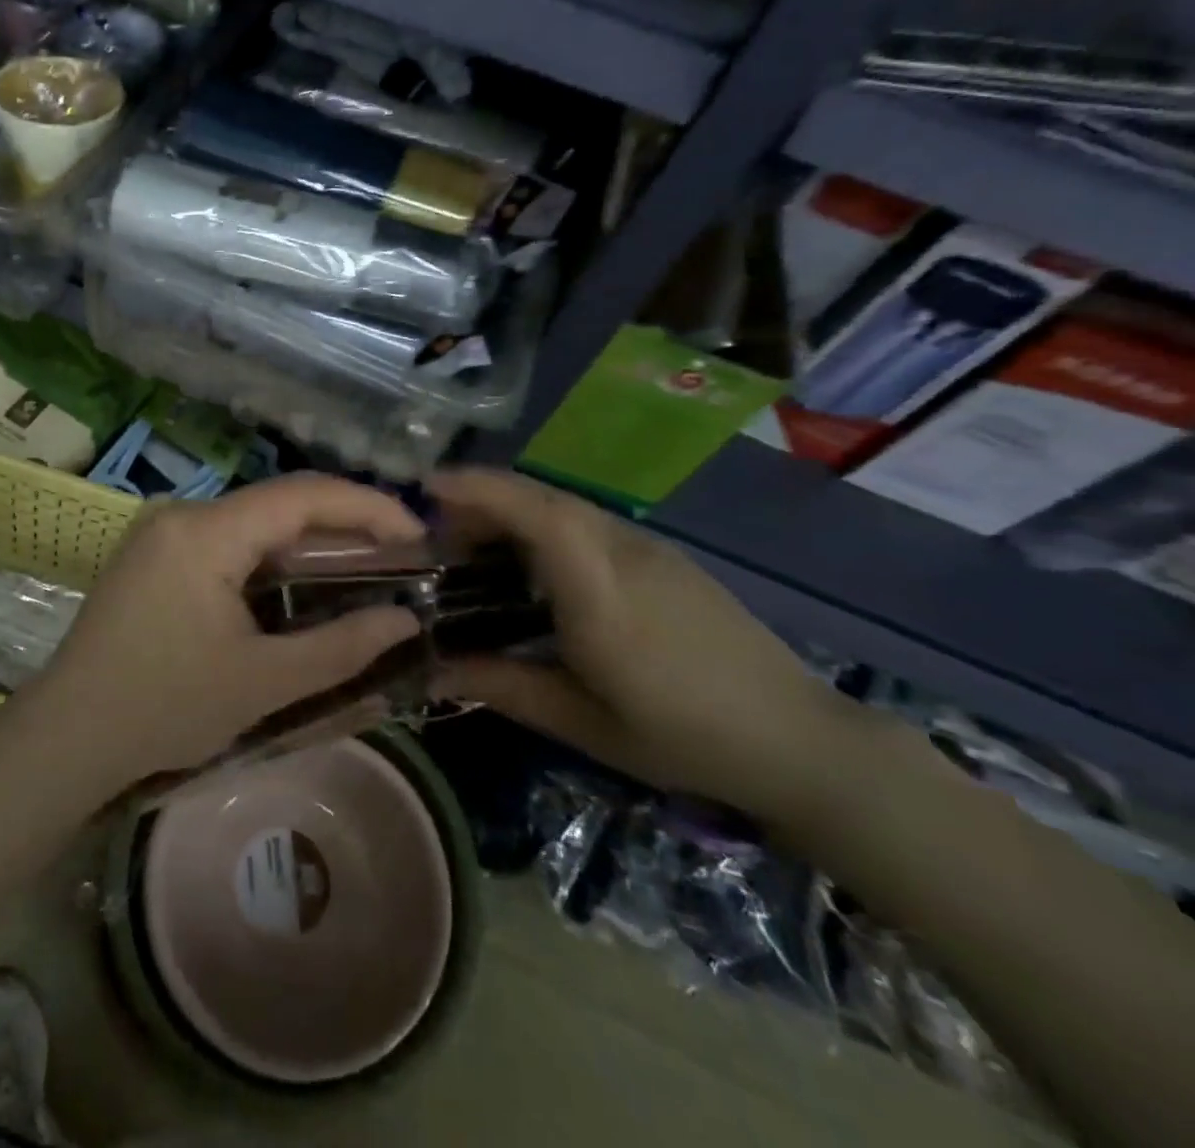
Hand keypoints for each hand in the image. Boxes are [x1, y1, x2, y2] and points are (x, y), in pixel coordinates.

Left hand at [37, 474, 424, 782]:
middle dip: (344, 525)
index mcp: (205, 532)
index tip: (418, 535)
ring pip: (254, 521)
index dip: (368, 507)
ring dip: (308, 542)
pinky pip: (227, 540)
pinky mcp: (154, 553)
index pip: (302, 496)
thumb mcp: (262, 682)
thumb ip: (340, 647)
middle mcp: (182, 513)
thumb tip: (404, 620)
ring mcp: (162, 531)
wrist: (68, 734)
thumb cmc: (164, 707)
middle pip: (279, 503)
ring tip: (364, 569)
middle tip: (400, 557)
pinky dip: (270, 557)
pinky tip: (300, 584)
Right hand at [428, 469, 865, 824]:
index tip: (428, 487)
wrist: (799, 740)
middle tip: (438, 533)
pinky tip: (534, 565)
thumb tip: (430, 671)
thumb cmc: (682, 737)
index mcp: (601, 592)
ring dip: (513, 510)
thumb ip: (501, 686)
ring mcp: (650, 548)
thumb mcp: (580, 722)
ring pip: (566, 505)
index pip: (537, 514)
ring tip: (476, 547)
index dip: (480, 490)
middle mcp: (625, 552)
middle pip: (544, 498)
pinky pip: (588, 522)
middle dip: (482, 498)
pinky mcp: (664, 556)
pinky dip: (543, 524)